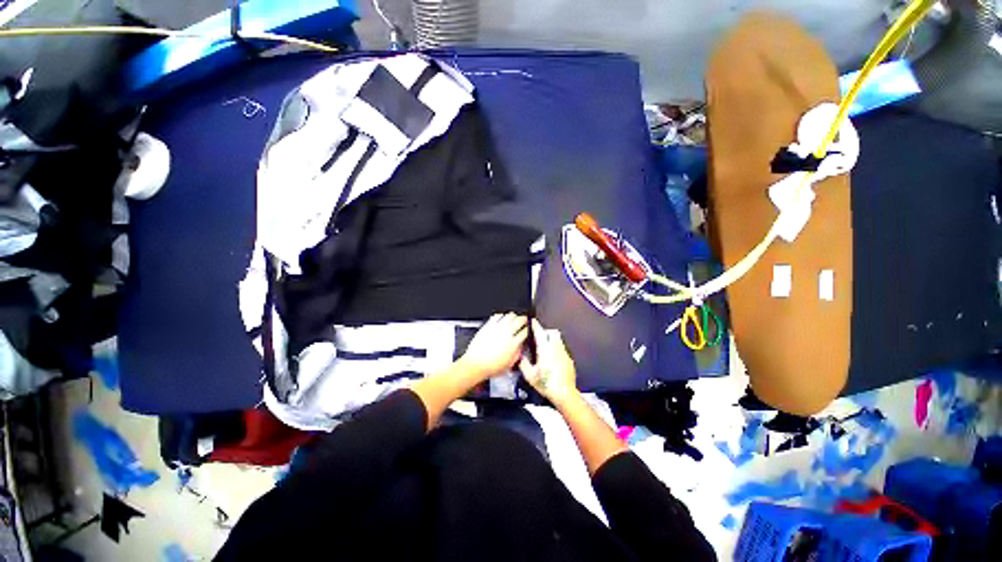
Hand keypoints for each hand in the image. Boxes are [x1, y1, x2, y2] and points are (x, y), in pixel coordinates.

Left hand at [457, 313, 528, 380]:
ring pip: (509, 316)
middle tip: (523, 320)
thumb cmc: (490, 367)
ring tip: (514, 317)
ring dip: (513, 316)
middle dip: (523, 319)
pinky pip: (497, 316)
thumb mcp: (509, 364)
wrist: (476, 364)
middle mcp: (506, 334)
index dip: (528, 329)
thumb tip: (521, 347)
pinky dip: (501, 315)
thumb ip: (517, 353)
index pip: (525, 331)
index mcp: (513, 343)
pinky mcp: (488, 326)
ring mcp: (497, 328)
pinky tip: (502, 318)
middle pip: (520, 320)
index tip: (527, 329)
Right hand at [519, 320, 578, 405]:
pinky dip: (556, 350)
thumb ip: (523, 363)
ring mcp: (564, 353)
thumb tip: (520, 356)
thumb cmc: (546, 384)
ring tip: (544, 349)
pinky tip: (552, 360)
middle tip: (538, 337)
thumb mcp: (529, 375)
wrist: (564, 393)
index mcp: (545, 349)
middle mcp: (556, 348)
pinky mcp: (569, 359)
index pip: (540, 332)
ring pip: (558, 340)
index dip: (535, 325)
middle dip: (545, 332)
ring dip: (551, 340)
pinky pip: (562, 349)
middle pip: (552, 332)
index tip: (532, 322)